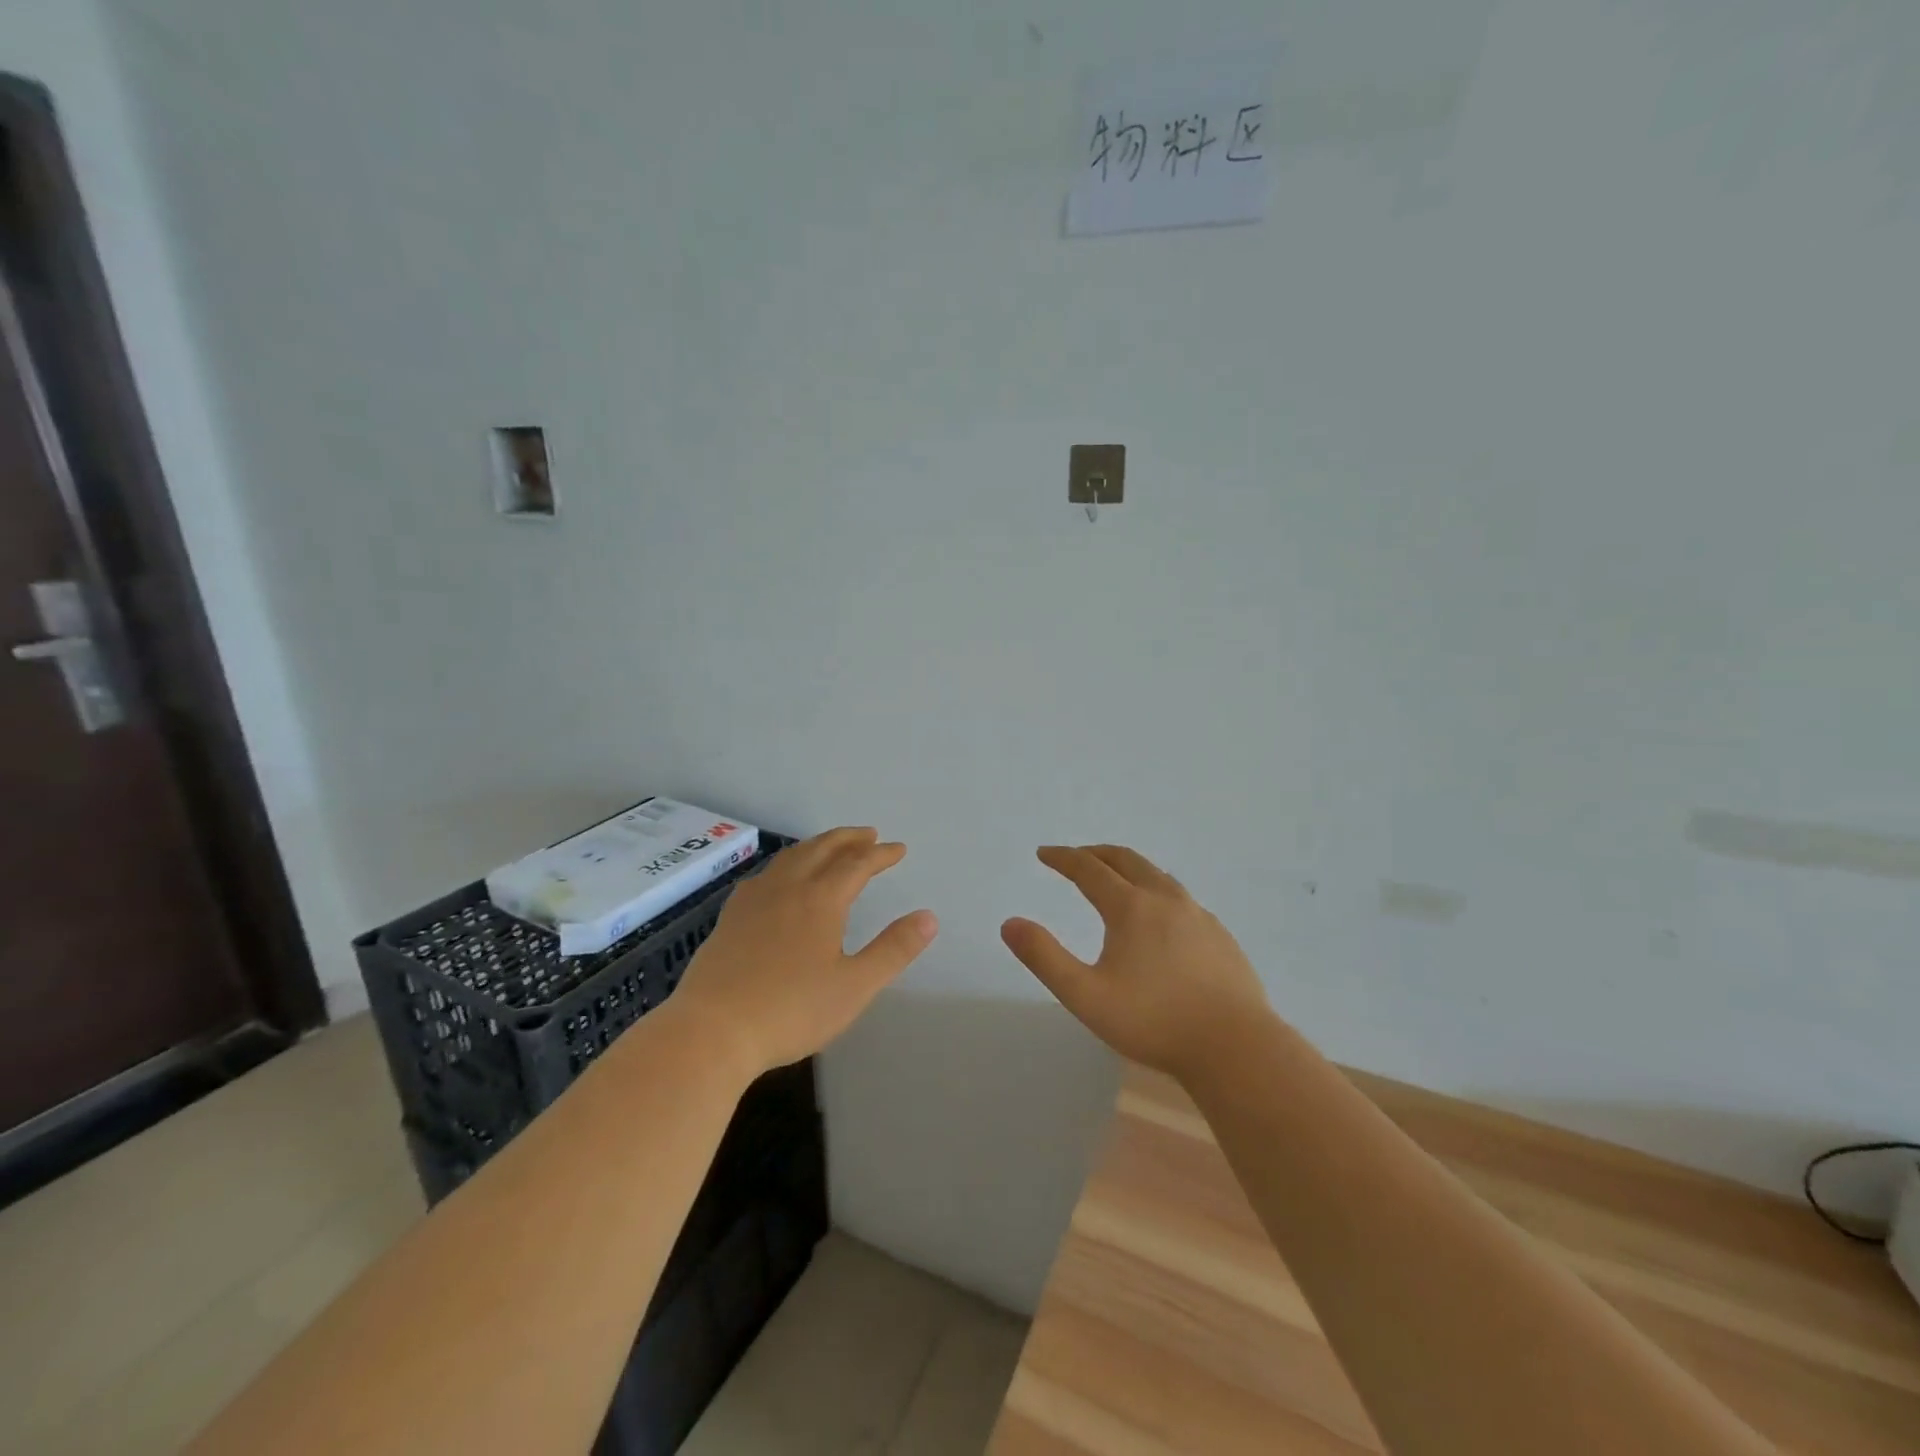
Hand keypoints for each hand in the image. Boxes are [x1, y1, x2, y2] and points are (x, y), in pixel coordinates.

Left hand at [670, 827, 936, 1077]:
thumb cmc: (791, 1010)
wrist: (712, 1031)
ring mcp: (753, 900)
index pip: (857, 864)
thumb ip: (893, 950)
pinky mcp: (730, 917)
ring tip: (830, 846)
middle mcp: (787, 888)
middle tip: (868, 834)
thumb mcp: (854, 986)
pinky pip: (765, 874)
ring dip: (816, 845)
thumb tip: (929, 917)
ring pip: (790, 857)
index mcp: (821, 900)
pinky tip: (780, 879)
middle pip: (821, 849)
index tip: (898, 849)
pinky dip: (786, 864)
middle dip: (848, 839)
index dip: (880, 855)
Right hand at [1002, 845, 1272, 1082]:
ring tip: (1115, 877)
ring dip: (1129, 868)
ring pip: (1158, 875)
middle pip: (1126, 860)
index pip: (1089, 869)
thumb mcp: (1086, 996)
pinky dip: (1157, 890)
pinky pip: (1181, 898)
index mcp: (1131, 907)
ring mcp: (1198, 915)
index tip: (1044, 853)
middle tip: (1075, 857)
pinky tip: (1160, 916)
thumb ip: (1045, 958)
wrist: (1236, 1047)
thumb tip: (1010, 923)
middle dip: (1096, 853)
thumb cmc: (1154, 1021)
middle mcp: (1166, 899)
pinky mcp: (1220, 935)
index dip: (1063, 858)